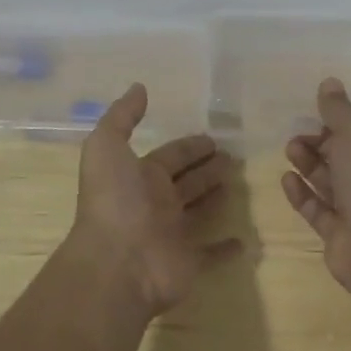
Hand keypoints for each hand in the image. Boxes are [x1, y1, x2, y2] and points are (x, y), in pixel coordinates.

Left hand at [71, 84, 241, 317]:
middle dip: (206, 167)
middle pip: (187, 181)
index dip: (190, 146)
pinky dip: (225, 248)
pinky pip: (210, 254)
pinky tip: (243, 240)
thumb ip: (122, 116)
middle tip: (234, 156)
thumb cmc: (114, 200)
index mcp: (139, 176)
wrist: (116, 264)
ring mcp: (172, 234)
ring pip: (199, 211)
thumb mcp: (106, 146)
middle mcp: (155, 203)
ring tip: (240, 183)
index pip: (170, 155)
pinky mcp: (189, 262)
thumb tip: (138, 87)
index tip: (213, 138)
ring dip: (215, 197)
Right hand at [282, 78, 350, 298]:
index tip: (319, 110)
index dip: (346, 120)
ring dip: (310, 163)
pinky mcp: (343, 235)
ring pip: (333, 182)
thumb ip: (339, 109)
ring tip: (289, 149)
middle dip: (322, 141)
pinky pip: (320, 209)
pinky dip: (303, 193)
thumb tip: (329, 82)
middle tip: (297, 131)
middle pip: (349, 156)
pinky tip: (286, 178)